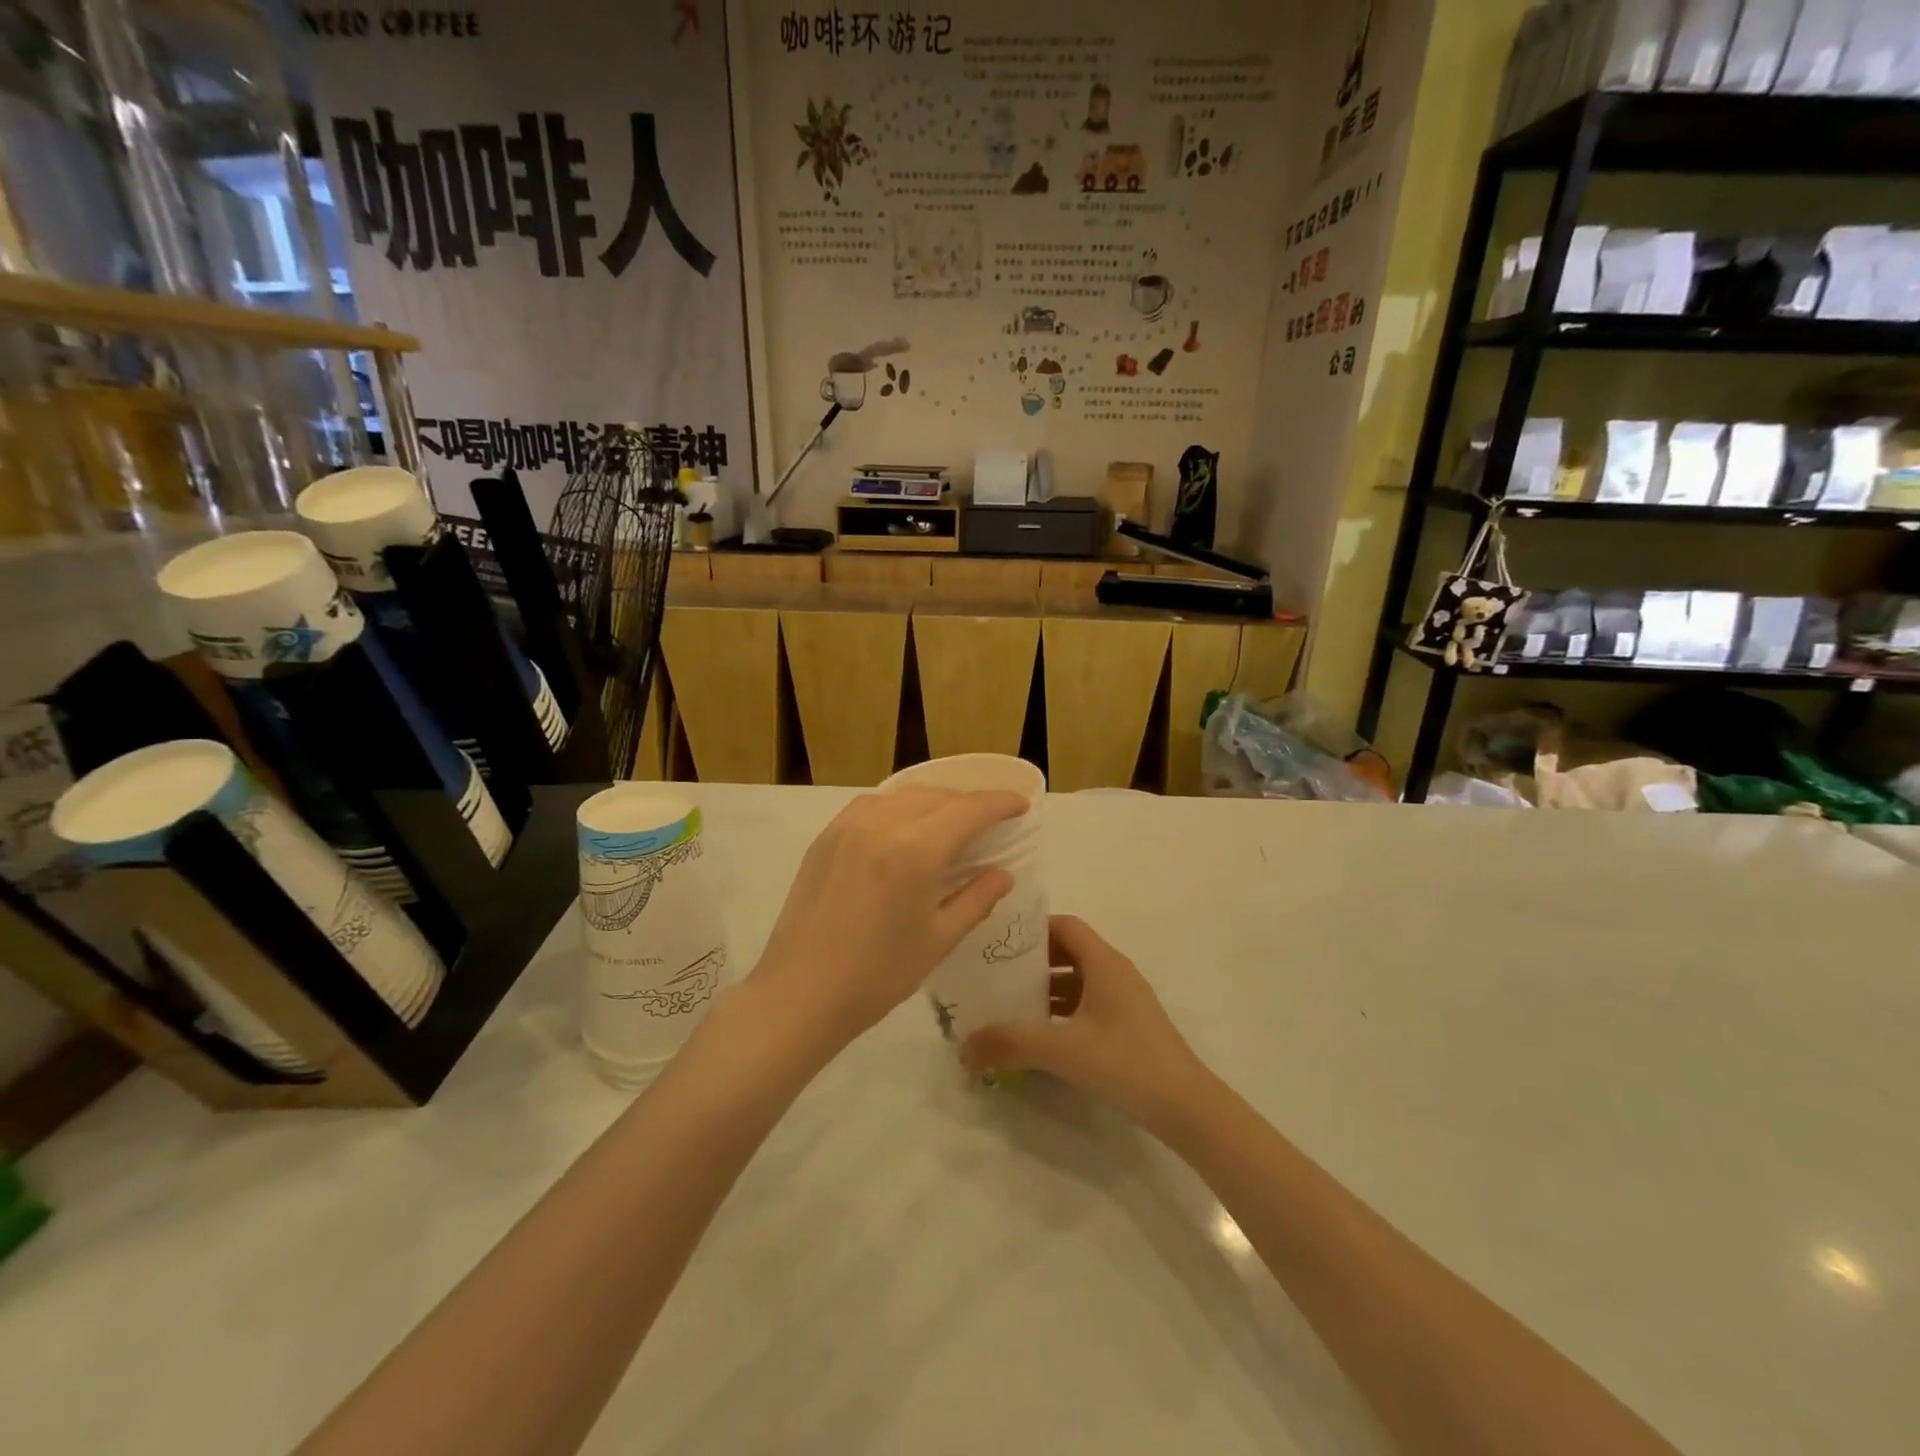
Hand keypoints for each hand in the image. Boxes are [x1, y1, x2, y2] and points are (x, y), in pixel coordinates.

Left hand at [748, 787, 1025, 1048]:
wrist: (800, 993)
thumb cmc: (878, 975)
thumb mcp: (938, 940)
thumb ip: (976, 899)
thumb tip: (1003, 874)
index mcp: (915, 850)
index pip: (969, 810)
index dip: (1000, 803)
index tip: (1021, 805)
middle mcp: (882, 824)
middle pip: (938, 797)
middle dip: (970, 802)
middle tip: (991, 820)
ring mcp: (848, 826)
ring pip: (904, 795)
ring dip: (935, 801)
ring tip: (951, 821)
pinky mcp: (826, 836)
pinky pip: (872, 805)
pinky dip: (899, 806)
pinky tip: (905, 828)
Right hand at [960, 916, 1205, 1130]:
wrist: (1187, 1108)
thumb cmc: (1127, 1062)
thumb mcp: (1064, 1050)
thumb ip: (1012, 1044)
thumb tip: (964, 1046)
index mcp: (1105, 963)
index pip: (1066, 926)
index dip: (1034, 928)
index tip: (1000, 940)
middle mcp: (1116, 973)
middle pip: (1069, 952)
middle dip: (1033, 961)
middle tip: (996, 973)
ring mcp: (1125, 1002)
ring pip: (1078, 982)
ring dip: (1046, 989)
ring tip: (1009, 1005)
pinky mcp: (1128, 1028)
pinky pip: (1087, 1006)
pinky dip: (1062, 1012)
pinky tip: (1040, 1037)